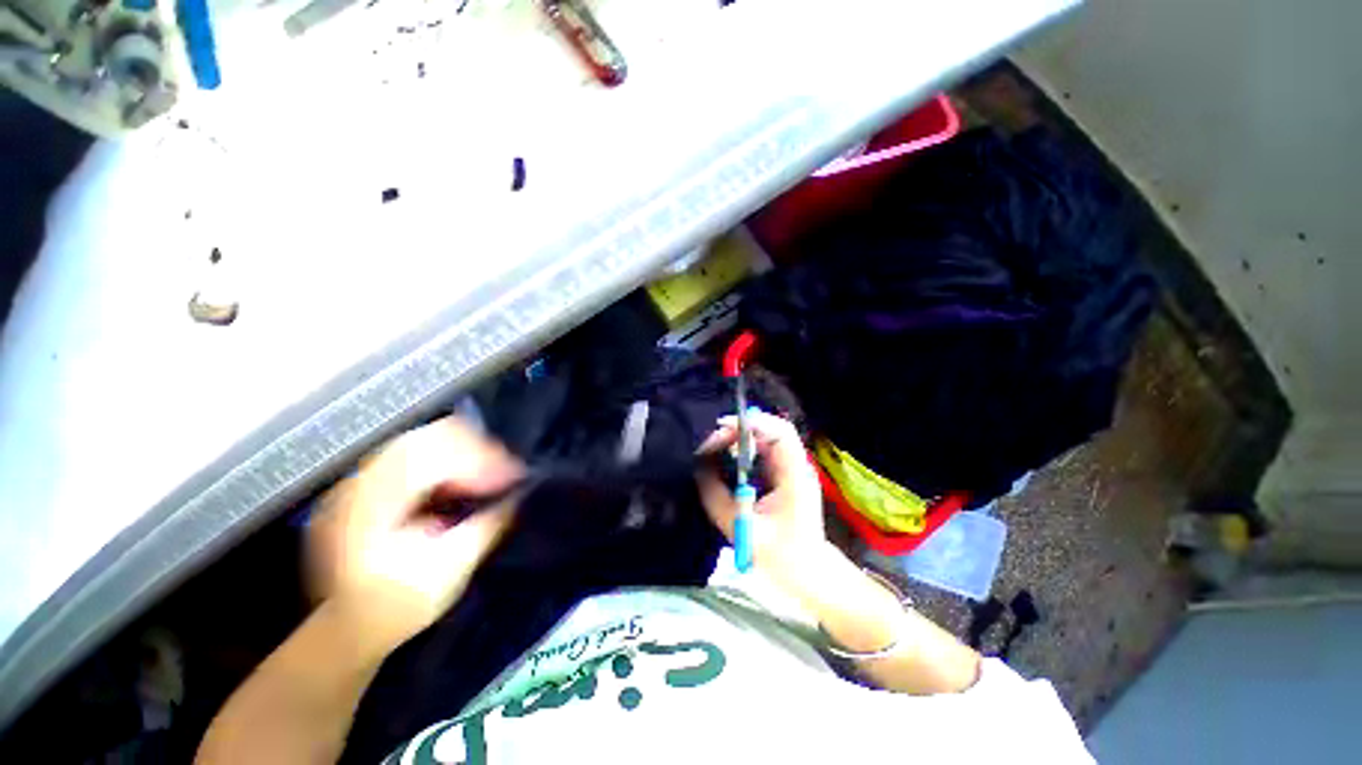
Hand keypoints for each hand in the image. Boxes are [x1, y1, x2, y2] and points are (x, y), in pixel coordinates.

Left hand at [307, 417, 524, 655]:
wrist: (347, 629)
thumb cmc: (398, 608)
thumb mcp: (448, 574)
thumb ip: (485, 527)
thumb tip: (520, 494)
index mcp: (370, 509)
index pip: (430, 457)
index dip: (478, 459)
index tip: (514, 475)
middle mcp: (358, 484)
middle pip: (427, 437)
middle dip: (477, 448)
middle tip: (509, 469)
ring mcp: (359, 479)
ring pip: (422, 438)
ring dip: (465, 450)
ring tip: (493, 471)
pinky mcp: (368, 482)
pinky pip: (415, 450)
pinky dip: (449, 456)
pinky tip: (466, 476)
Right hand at [696, 411, 831, 585]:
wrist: (809, 576)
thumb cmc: (781, 557)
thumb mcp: (741, 528)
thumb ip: (717, 497)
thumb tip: (698, 469)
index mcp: (795, 476)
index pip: (780, 432)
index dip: (752, 423)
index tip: (722, 428)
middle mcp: (796, 466)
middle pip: (770, 431)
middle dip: (738, 431)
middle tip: (710, 443)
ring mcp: (792, 470)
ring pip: (765, 440)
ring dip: (739, 440)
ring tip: (714, 449)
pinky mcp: (785, 477)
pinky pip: (763, 453)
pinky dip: (743, 452)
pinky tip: (727, 460)